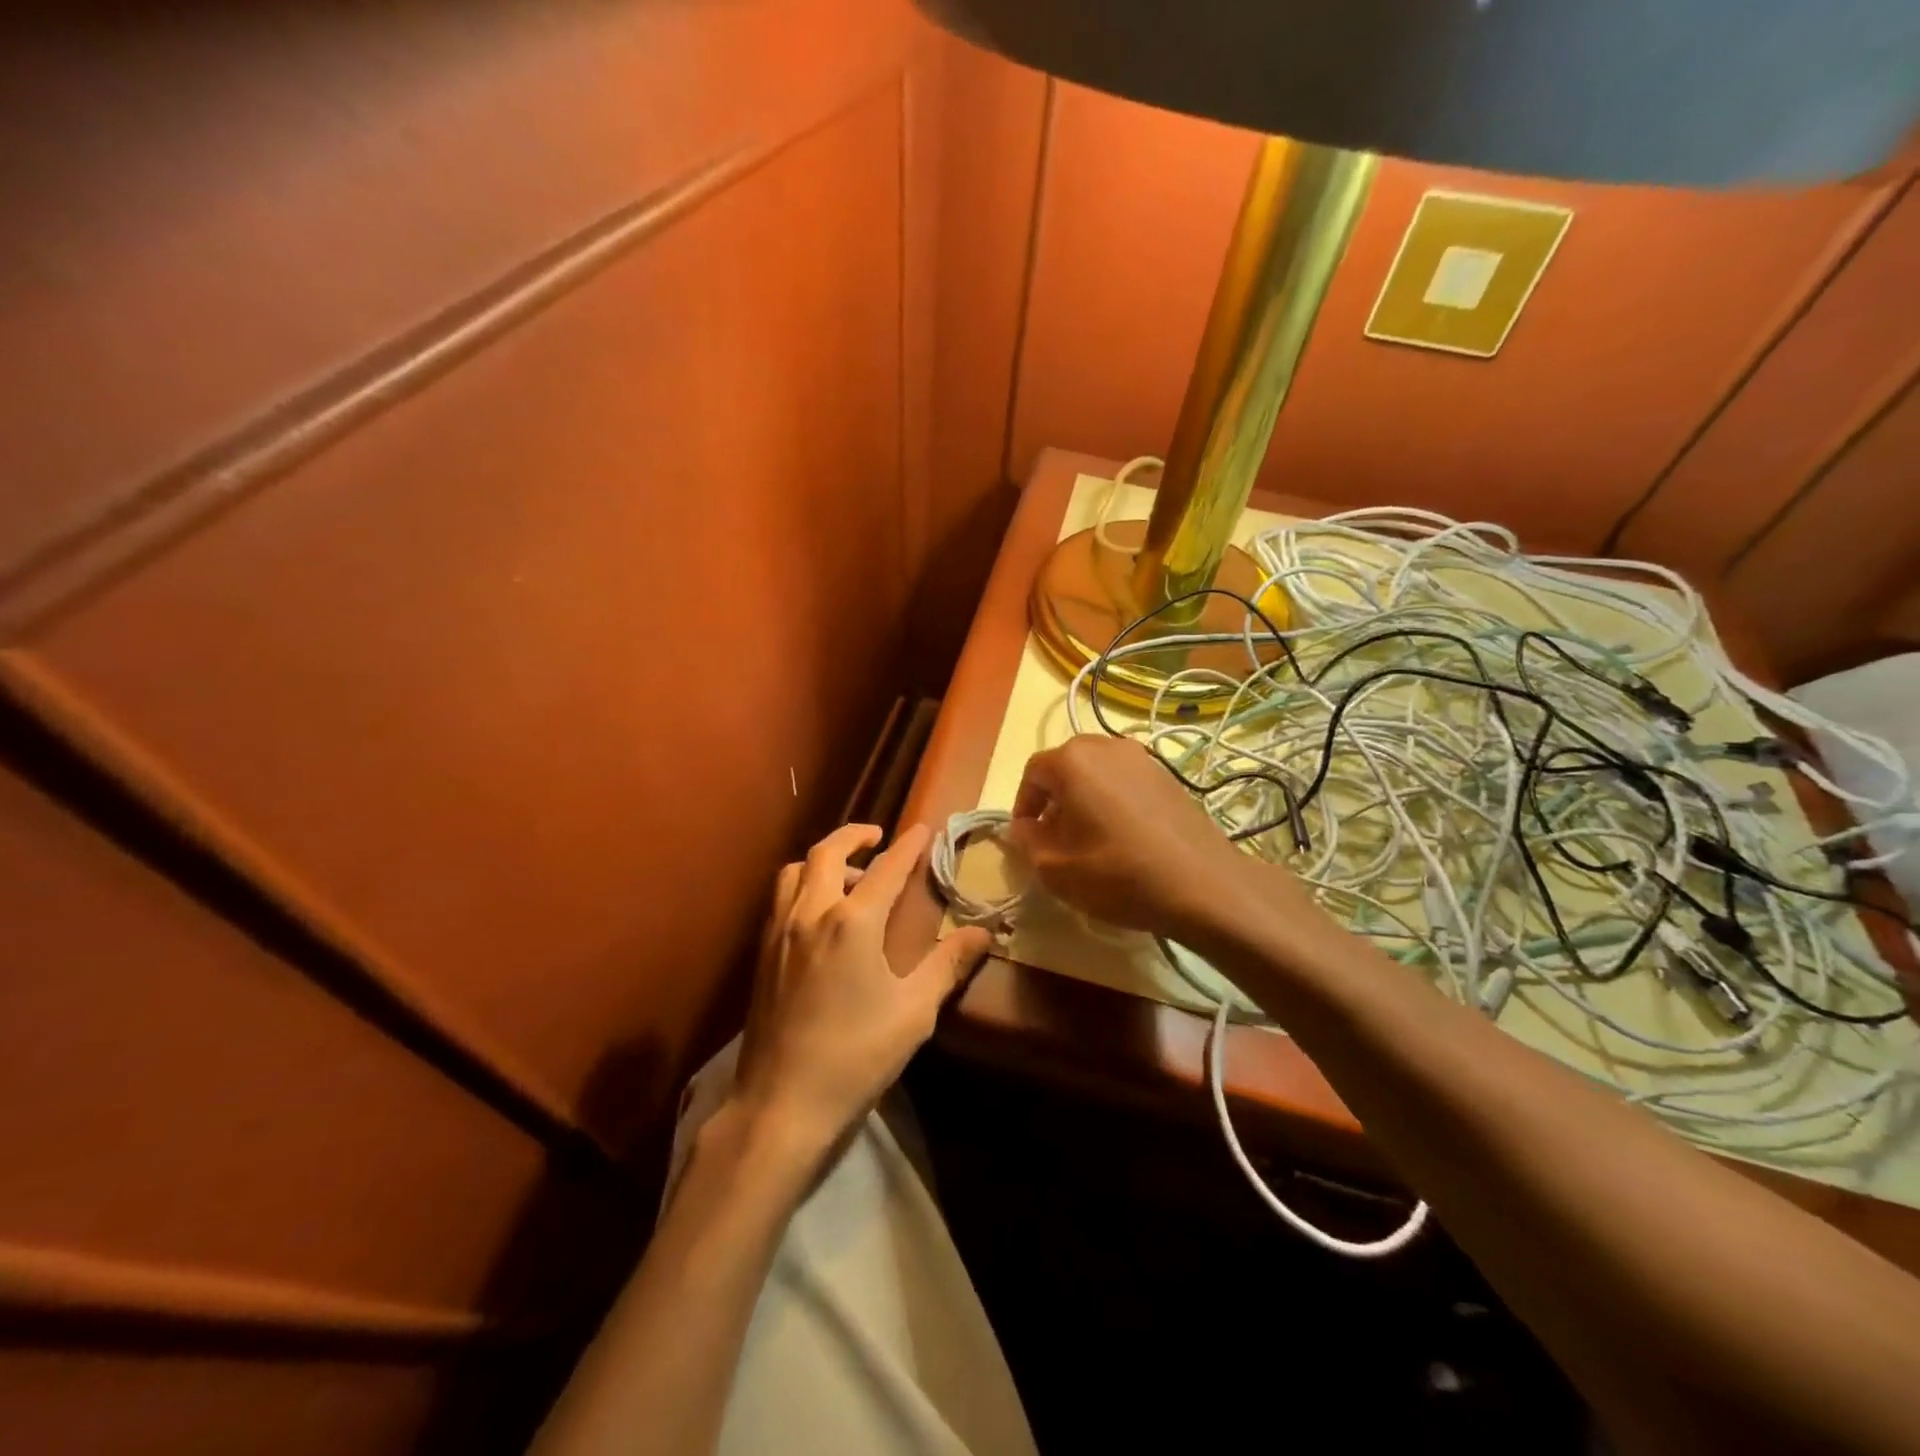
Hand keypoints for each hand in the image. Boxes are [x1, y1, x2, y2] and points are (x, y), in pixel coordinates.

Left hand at [732, 823, 990, 1162]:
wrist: (781, 1104)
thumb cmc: (856, 1056)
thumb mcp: (914, 1012)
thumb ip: (947, 965)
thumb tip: (983, 933)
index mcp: (851, 922)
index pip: (886, 869)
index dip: (908, 846)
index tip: (923, 829)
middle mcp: (810, 913)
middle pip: (827, 852)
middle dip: (854, 835)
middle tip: (877, 837)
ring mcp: (779, 932)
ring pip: (795, 870)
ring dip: (823, 859)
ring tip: (848, 875)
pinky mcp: (762, 954)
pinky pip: (781, 897)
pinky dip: (802, 883)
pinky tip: (819, 914)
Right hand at [1008, 735, 1274, 938]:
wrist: (1201, 884)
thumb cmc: (1117, 874)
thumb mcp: (1055, 868)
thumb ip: (1028, 841)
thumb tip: (1026, 826)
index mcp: (1072, 761)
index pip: (1033, 773)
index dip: (1024, 804)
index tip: (1027, 836)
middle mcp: (1106, 746)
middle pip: (1066, 766)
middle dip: (1055, 798)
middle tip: (1055, 836)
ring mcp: (1142, 757)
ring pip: (1098, 772)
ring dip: (1085, 797)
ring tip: (1090, 837)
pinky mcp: (1168, 775)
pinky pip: (1126, 780)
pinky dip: (1114, 800)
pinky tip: (1123, 836)